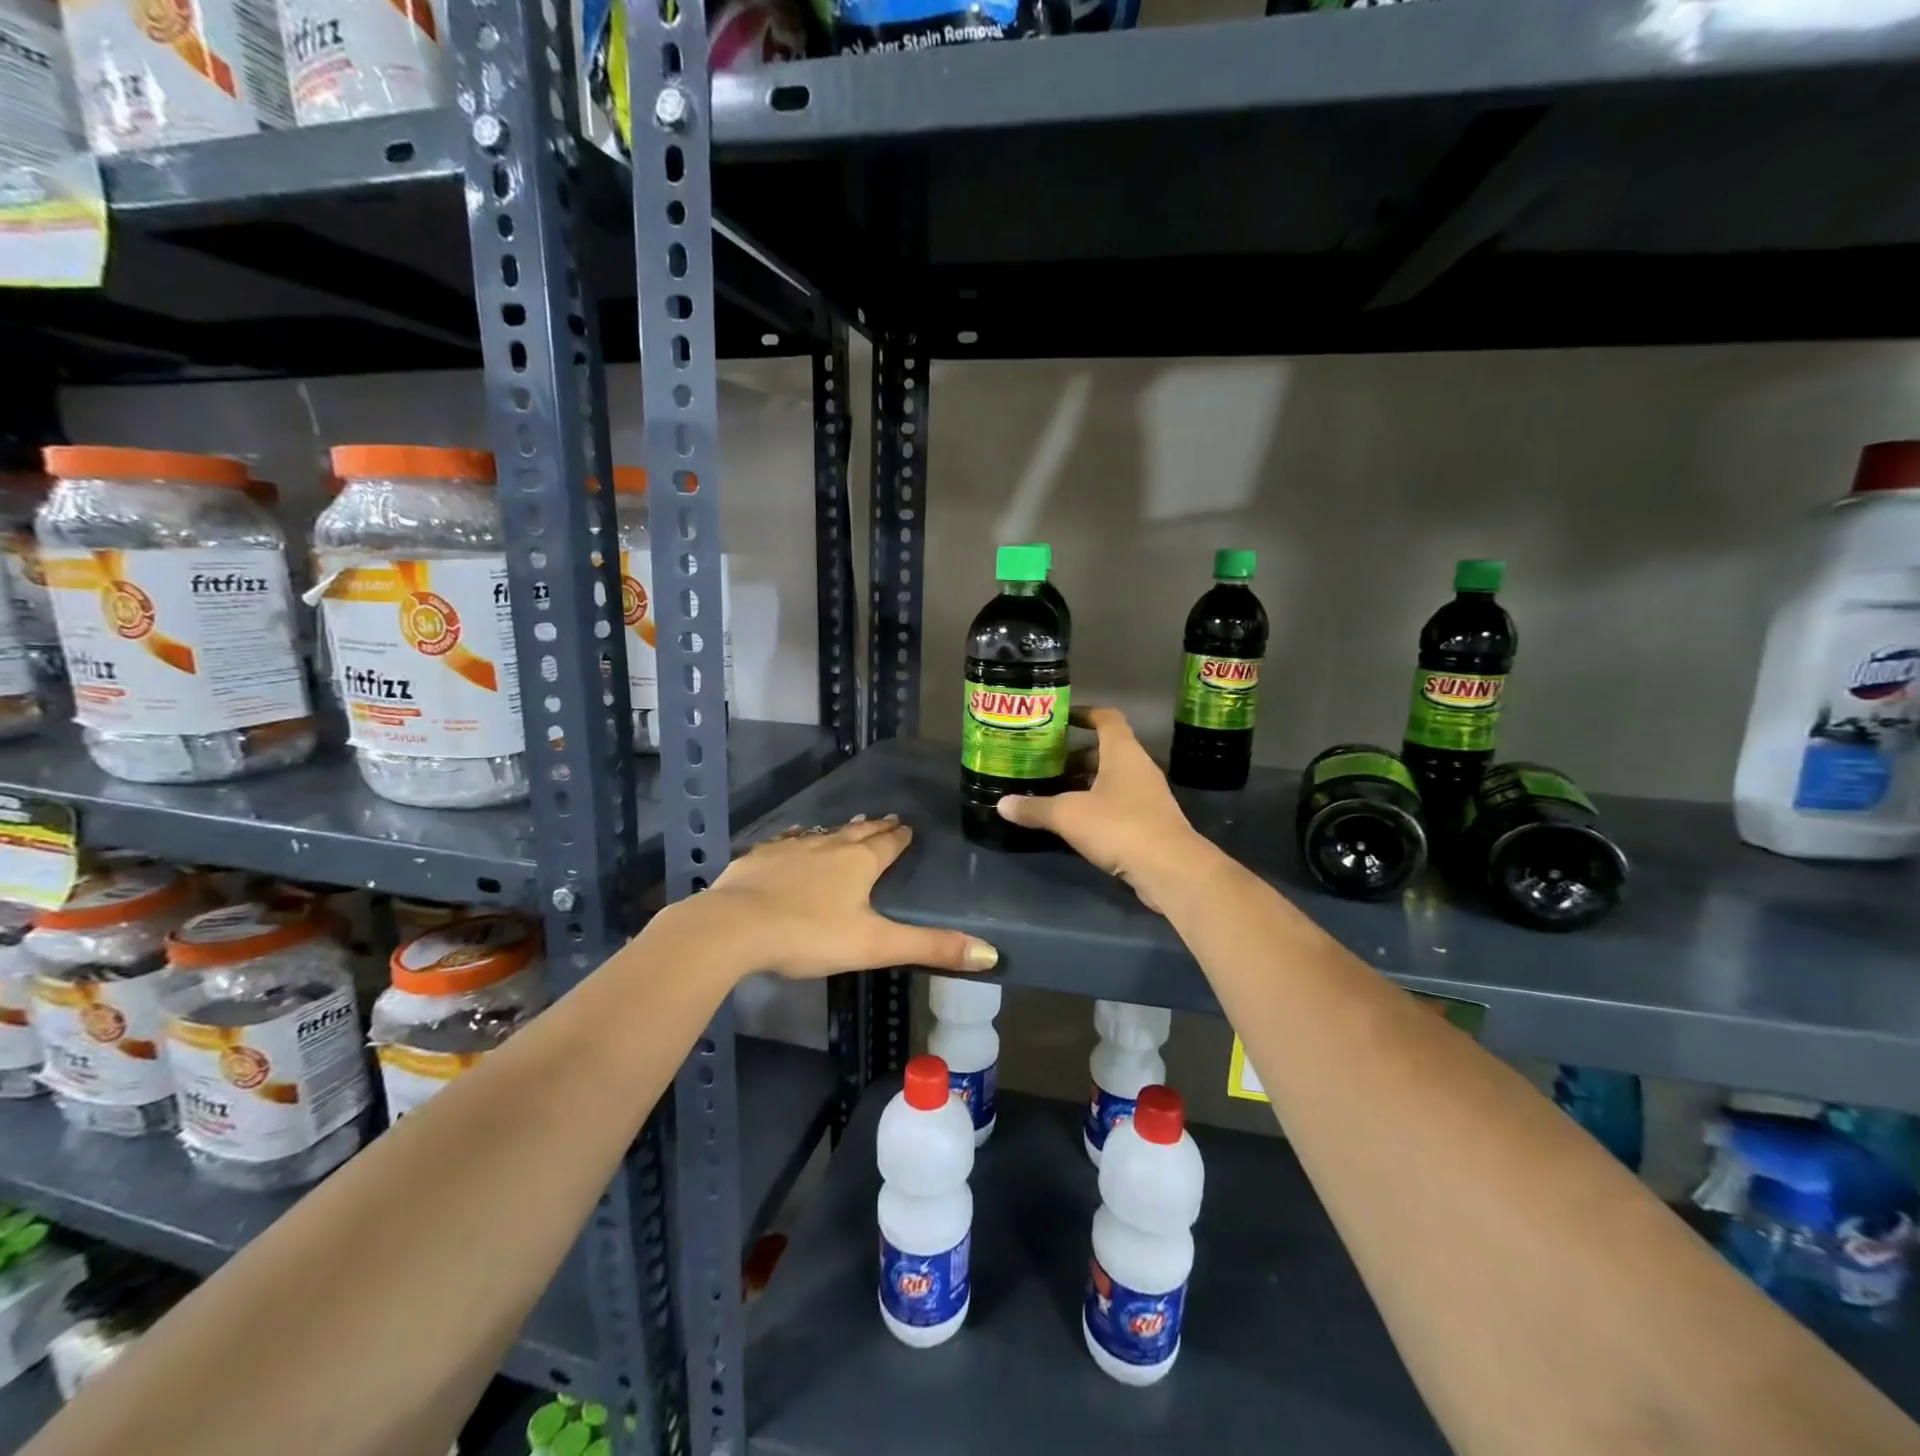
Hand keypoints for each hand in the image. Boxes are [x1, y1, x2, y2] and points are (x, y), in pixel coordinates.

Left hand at [698, 816, 999, 978]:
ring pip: (822, 833)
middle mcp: (828, 846)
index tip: (908, 828)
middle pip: (858, 832)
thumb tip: (990, 953)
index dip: (900, 837)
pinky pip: (787, 841)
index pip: (889, 843)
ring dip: (839, 830)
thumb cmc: (810, 935)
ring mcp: (791, 848)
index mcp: (859, 862)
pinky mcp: (760, 857)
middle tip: (886, 820)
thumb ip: (930, 947)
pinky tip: (794, 840)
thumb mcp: (875, 946)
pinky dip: (799, 839)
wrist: (735, 927)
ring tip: (847, 826)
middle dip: (874, 827)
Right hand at [996, 707, 1209, 909]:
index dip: (1085, 714)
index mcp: (1123, 752)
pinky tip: (1073, 823)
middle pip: (1105, 752)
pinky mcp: (1149, 823)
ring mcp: (1147, 796)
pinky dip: (1095, 807)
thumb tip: (1001, 804)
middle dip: (1074, 757)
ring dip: (1084, 784)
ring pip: (1111, 780)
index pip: (1107, 718)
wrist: (1169, 868)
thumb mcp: (1068, 815)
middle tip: (1044, 764)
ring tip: (1052, 793)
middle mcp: (1138, 768)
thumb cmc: (1119, 825)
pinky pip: (1117, 805)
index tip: (1061, 718)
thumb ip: (1035, 808)